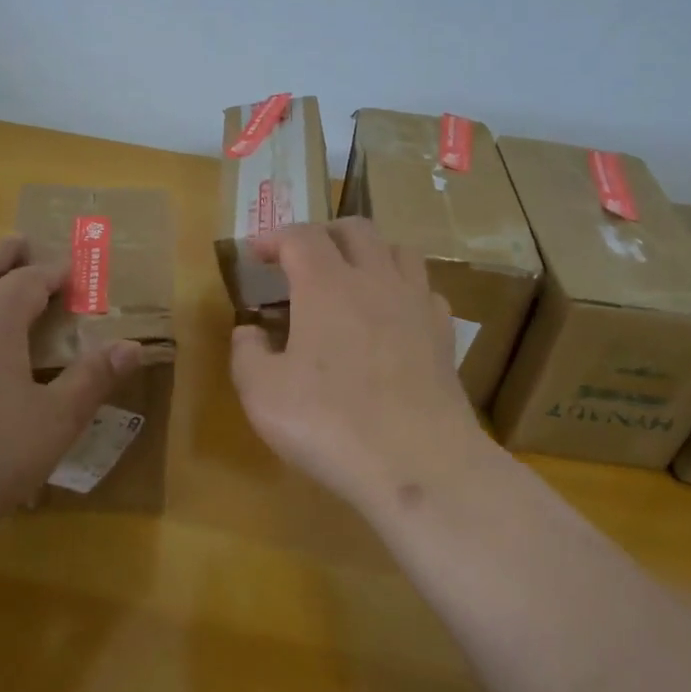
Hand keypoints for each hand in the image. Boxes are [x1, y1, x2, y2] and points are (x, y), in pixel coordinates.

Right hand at [230, 220, 491, 515]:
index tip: (256, 254)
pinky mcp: (443, 334)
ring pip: (398, 250)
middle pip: (354, 228)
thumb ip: (246, 354)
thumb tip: (249, 331)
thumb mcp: (262, 394)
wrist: (418, 463)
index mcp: (326, 285)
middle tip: (301, 259)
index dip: (273, 237)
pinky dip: (403, 290)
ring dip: (369, 252)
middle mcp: (374, 280)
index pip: (299, 236)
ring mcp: (416, 304)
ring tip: (351, 277)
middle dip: (323, 233)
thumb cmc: (330, 423)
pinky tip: (392, 316)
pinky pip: (425, 290)